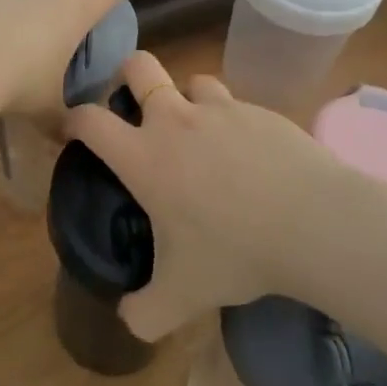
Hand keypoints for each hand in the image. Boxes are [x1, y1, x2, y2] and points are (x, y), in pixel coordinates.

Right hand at [63, 52, 354, 340]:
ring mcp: (221, 109)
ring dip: (185, 99)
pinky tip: (246, 155)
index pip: (89, 120)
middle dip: (127, 76)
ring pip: (191, 81)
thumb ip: (144, 312)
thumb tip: (128, 318)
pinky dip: (229, 121)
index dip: (72, 120)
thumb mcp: (182, 297)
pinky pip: (234, 104)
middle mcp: (175, 120)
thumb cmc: (235, 253)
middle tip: (133, 107)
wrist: (314, 223)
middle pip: (138, 67)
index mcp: (144, 155)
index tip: (71, 132)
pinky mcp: (260, 111)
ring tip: (197, 132)